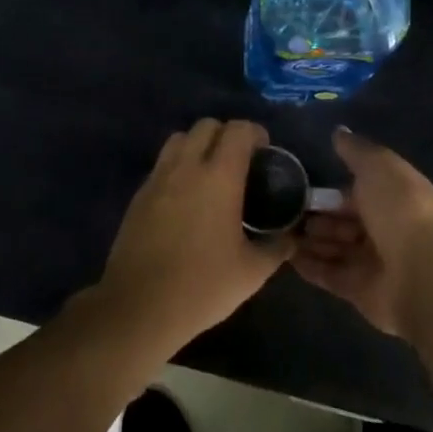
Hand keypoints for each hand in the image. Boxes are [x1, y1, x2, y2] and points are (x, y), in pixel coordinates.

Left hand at [93, 119, 292, 354]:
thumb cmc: (202, 285)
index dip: (255, 133)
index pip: (238, 130)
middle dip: (226, 134)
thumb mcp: (252, 272)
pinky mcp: (139, 194)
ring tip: (210, 173)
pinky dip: (178, 166)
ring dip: (198, 144)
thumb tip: (293, 236)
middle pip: (206, 126)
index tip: (264, 152)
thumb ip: (277, 247)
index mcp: (219, 176)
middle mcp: (187, 166)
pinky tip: (186, 198)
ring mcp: (158, 177)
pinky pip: (162, 163)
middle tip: (239, 162)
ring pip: (179, 138)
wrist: (139, 306)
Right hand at [294, 126, 432, 338]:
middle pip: (342, 220)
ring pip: (333, 247)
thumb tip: (338, 131)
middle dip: (315, 215)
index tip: (298, 183)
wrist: (423, 274)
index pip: (356, 190)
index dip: (330, 188)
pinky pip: (328, 274)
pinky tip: (285, 254)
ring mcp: (371, 261)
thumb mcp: (378, 167)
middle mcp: (383, 228)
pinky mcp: (359, 291)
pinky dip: (309, 265)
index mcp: (392, 196)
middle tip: (280, 209)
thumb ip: (355, 150)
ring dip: (308, 239)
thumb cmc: (400, 211)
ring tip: (276, 229)